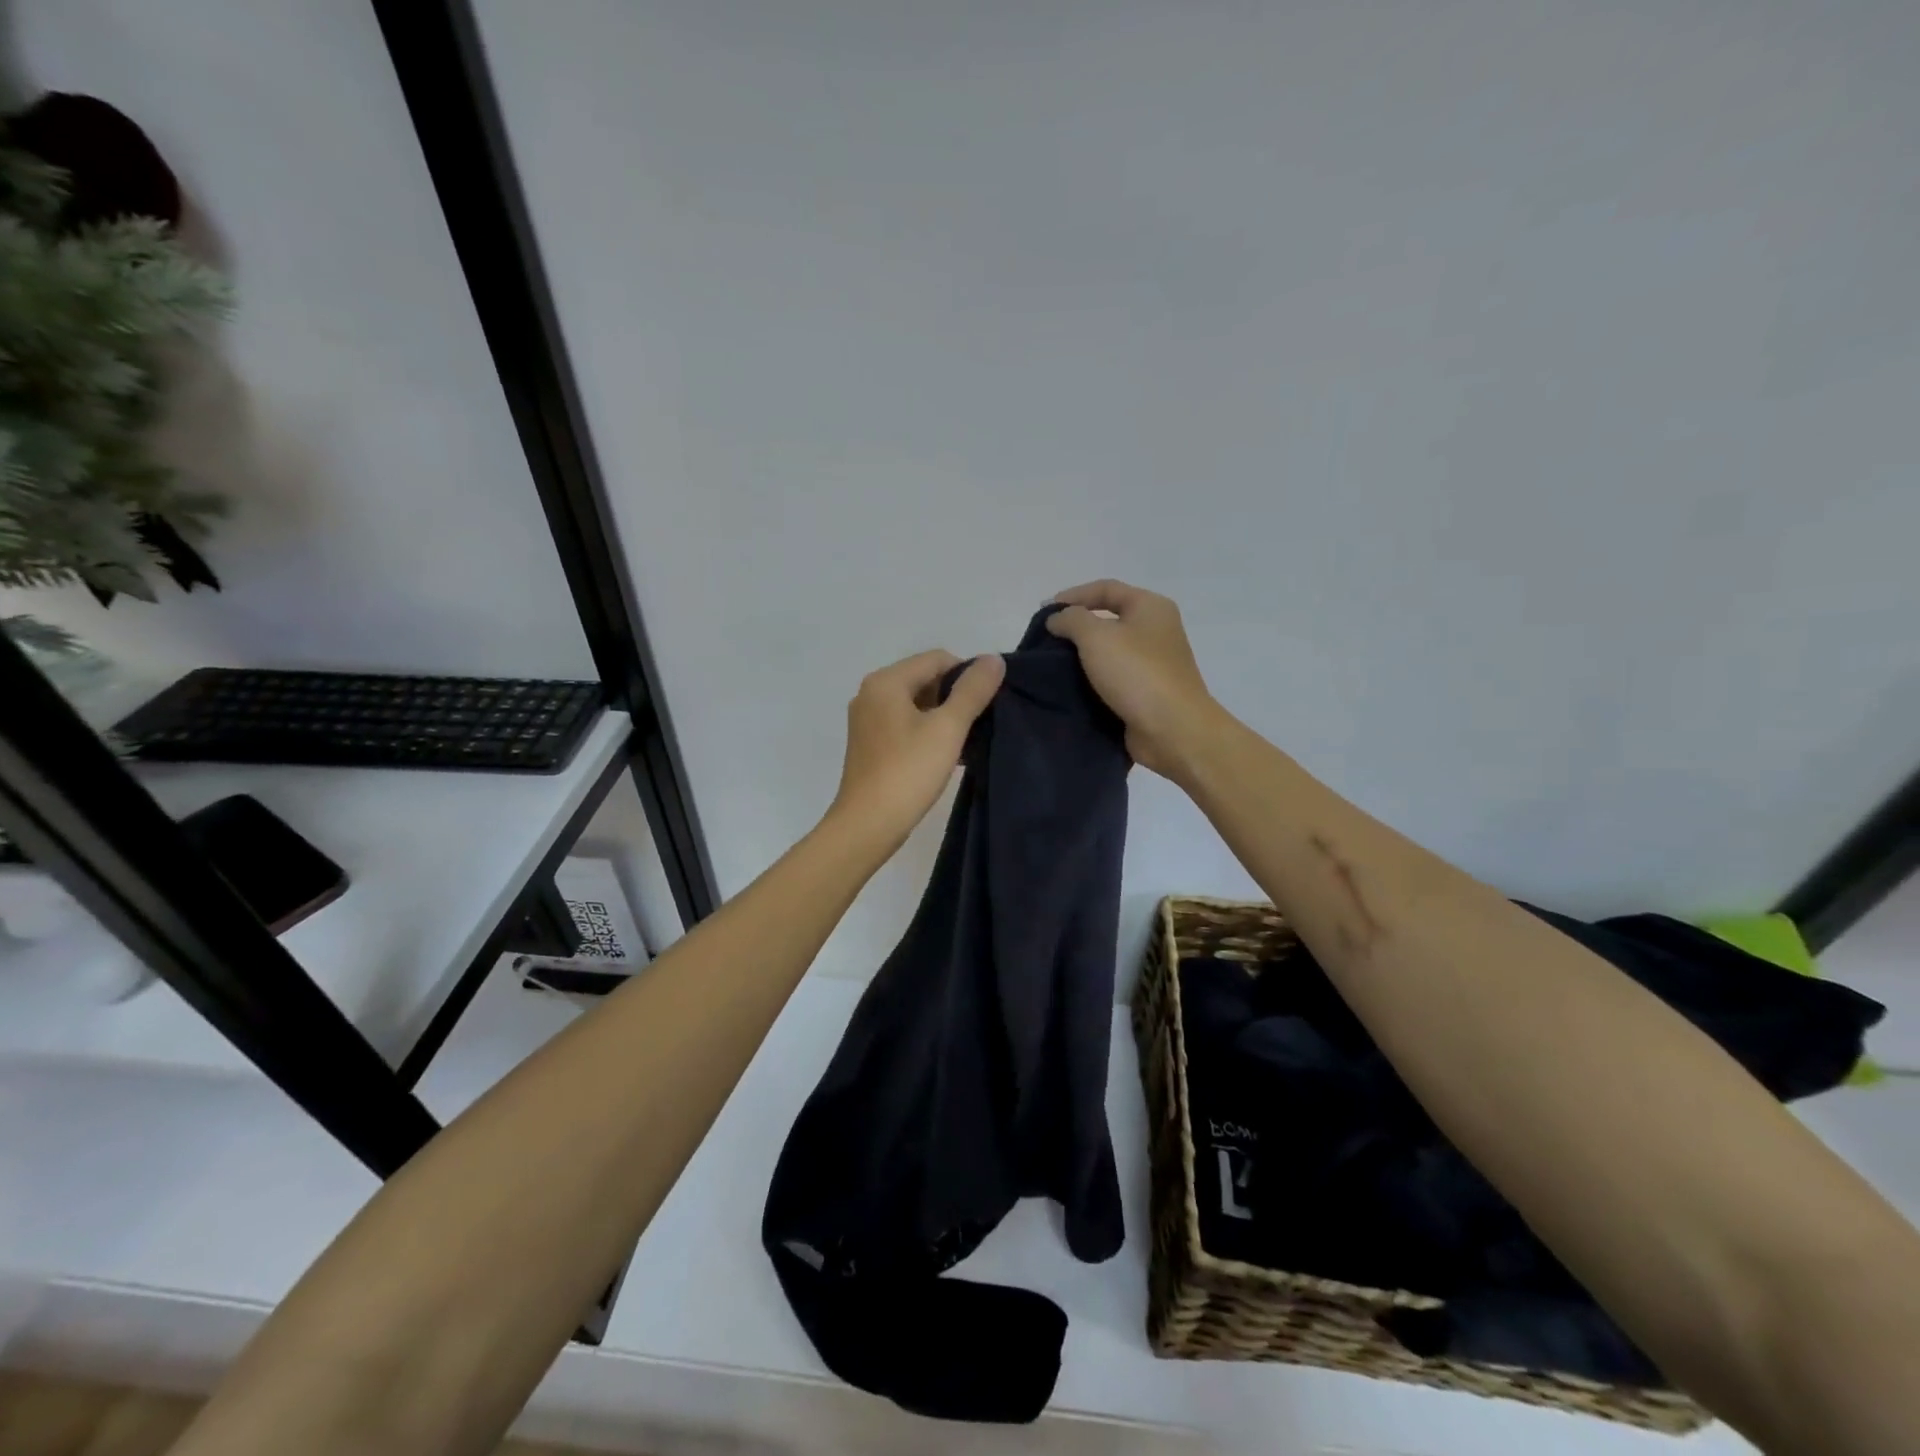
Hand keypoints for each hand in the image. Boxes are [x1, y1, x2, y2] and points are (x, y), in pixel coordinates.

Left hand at [827, 648, 1005, 854]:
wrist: (867, 825)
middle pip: (925, 678)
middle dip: (956, 696)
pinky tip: (947, 755)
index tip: (989, 703)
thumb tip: (993, 659)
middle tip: (981, 722)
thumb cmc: (908, 772)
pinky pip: (905, 724)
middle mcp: (871, 693)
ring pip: (916, 703)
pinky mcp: (869, 744)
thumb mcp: (948, 728)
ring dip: (944, 716)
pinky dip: (927, 731)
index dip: (968, 675)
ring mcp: (867, 720)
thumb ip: (973, 691)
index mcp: (886, 681)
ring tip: (968, 741)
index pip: (938, 659)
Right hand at [1046, 580, 1223, 779]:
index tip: (1044, 612)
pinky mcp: (1147, 692)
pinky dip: (1092, 679)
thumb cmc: (1137, 674)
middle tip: (1045, 639)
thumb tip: (1057, 618)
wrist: (1173, 730)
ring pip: (1110, 651)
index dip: (1073, 595)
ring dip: (1081, 656)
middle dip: (1076, 627)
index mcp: (1151, 607)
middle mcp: (1156, 630)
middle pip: (1109, 619)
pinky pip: (1113, 678)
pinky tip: (1070, 687)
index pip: (1106, 588)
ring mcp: (1154, 663)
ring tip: (1052, 664)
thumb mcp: (1096, 637)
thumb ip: (1071, 620)